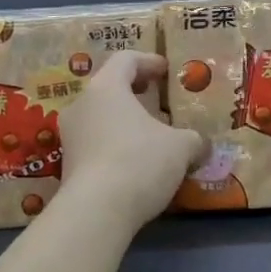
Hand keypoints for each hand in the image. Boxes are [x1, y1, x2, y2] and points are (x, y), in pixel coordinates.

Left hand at [56, 52, 205, 231]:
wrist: (97, 211)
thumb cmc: (140, 161)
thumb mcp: (181, 147)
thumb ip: (193, 140)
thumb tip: (201, 145)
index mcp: (106, 88)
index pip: (126, 60)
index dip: (149, 62)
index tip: (167, 71)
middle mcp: (81, 105)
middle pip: (109, 88)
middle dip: (136, 93)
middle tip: (158, 101)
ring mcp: (70, 136)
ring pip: (101, 117)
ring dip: (125, 122)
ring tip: (151, 136)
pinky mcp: (68, 165)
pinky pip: (96, 144)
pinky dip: (116, 146)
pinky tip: (136, 163)